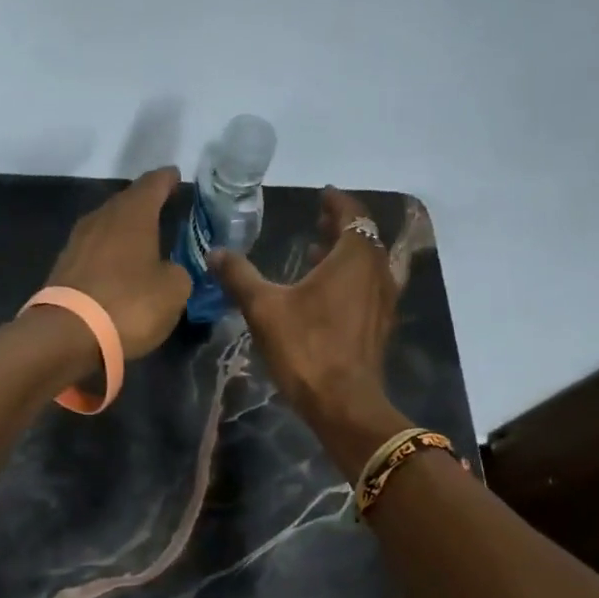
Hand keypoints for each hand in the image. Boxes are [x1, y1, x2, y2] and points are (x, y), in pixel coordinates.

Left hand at [45, 167, 193, 360]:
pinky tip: (119, 267)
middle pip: (126, 202)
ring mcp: (77, 242)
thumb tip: (170, 270)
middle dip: (145, 204)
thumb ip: (178, 273)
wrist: (67, 334)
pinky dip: (109, 254)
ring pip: (107, 226)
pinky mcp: (63, 268)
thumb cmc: (129, 304)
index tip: (176, 175)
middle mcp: (101, 218)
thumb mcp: (173, 291)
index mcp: (132, 214)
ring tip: (143, 239)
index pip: (153, 184)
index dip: (167, 179)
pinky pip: (94, 251)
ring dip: (124, 230)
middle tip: (163, 208)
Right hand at [211, 188, 404, 462]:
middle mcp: (377, 272)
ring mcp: (383, 300)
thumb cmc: (306, 348)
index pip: (352, 214)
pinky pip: (368, 287)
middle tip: (316, 221)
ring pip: (368, 264)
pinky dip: (350, 278)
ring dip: (344, 254)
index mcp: (355, 257)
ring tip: (314, 254)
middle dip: (340, 226)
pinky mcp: (380, 325)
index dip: (336, 202)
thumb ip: (239, 276)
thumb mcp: (263, 308)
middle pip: (363, 237)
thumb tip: (214, 252)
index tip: (322, 195)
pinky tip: (325, 294)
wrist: (343, 402)